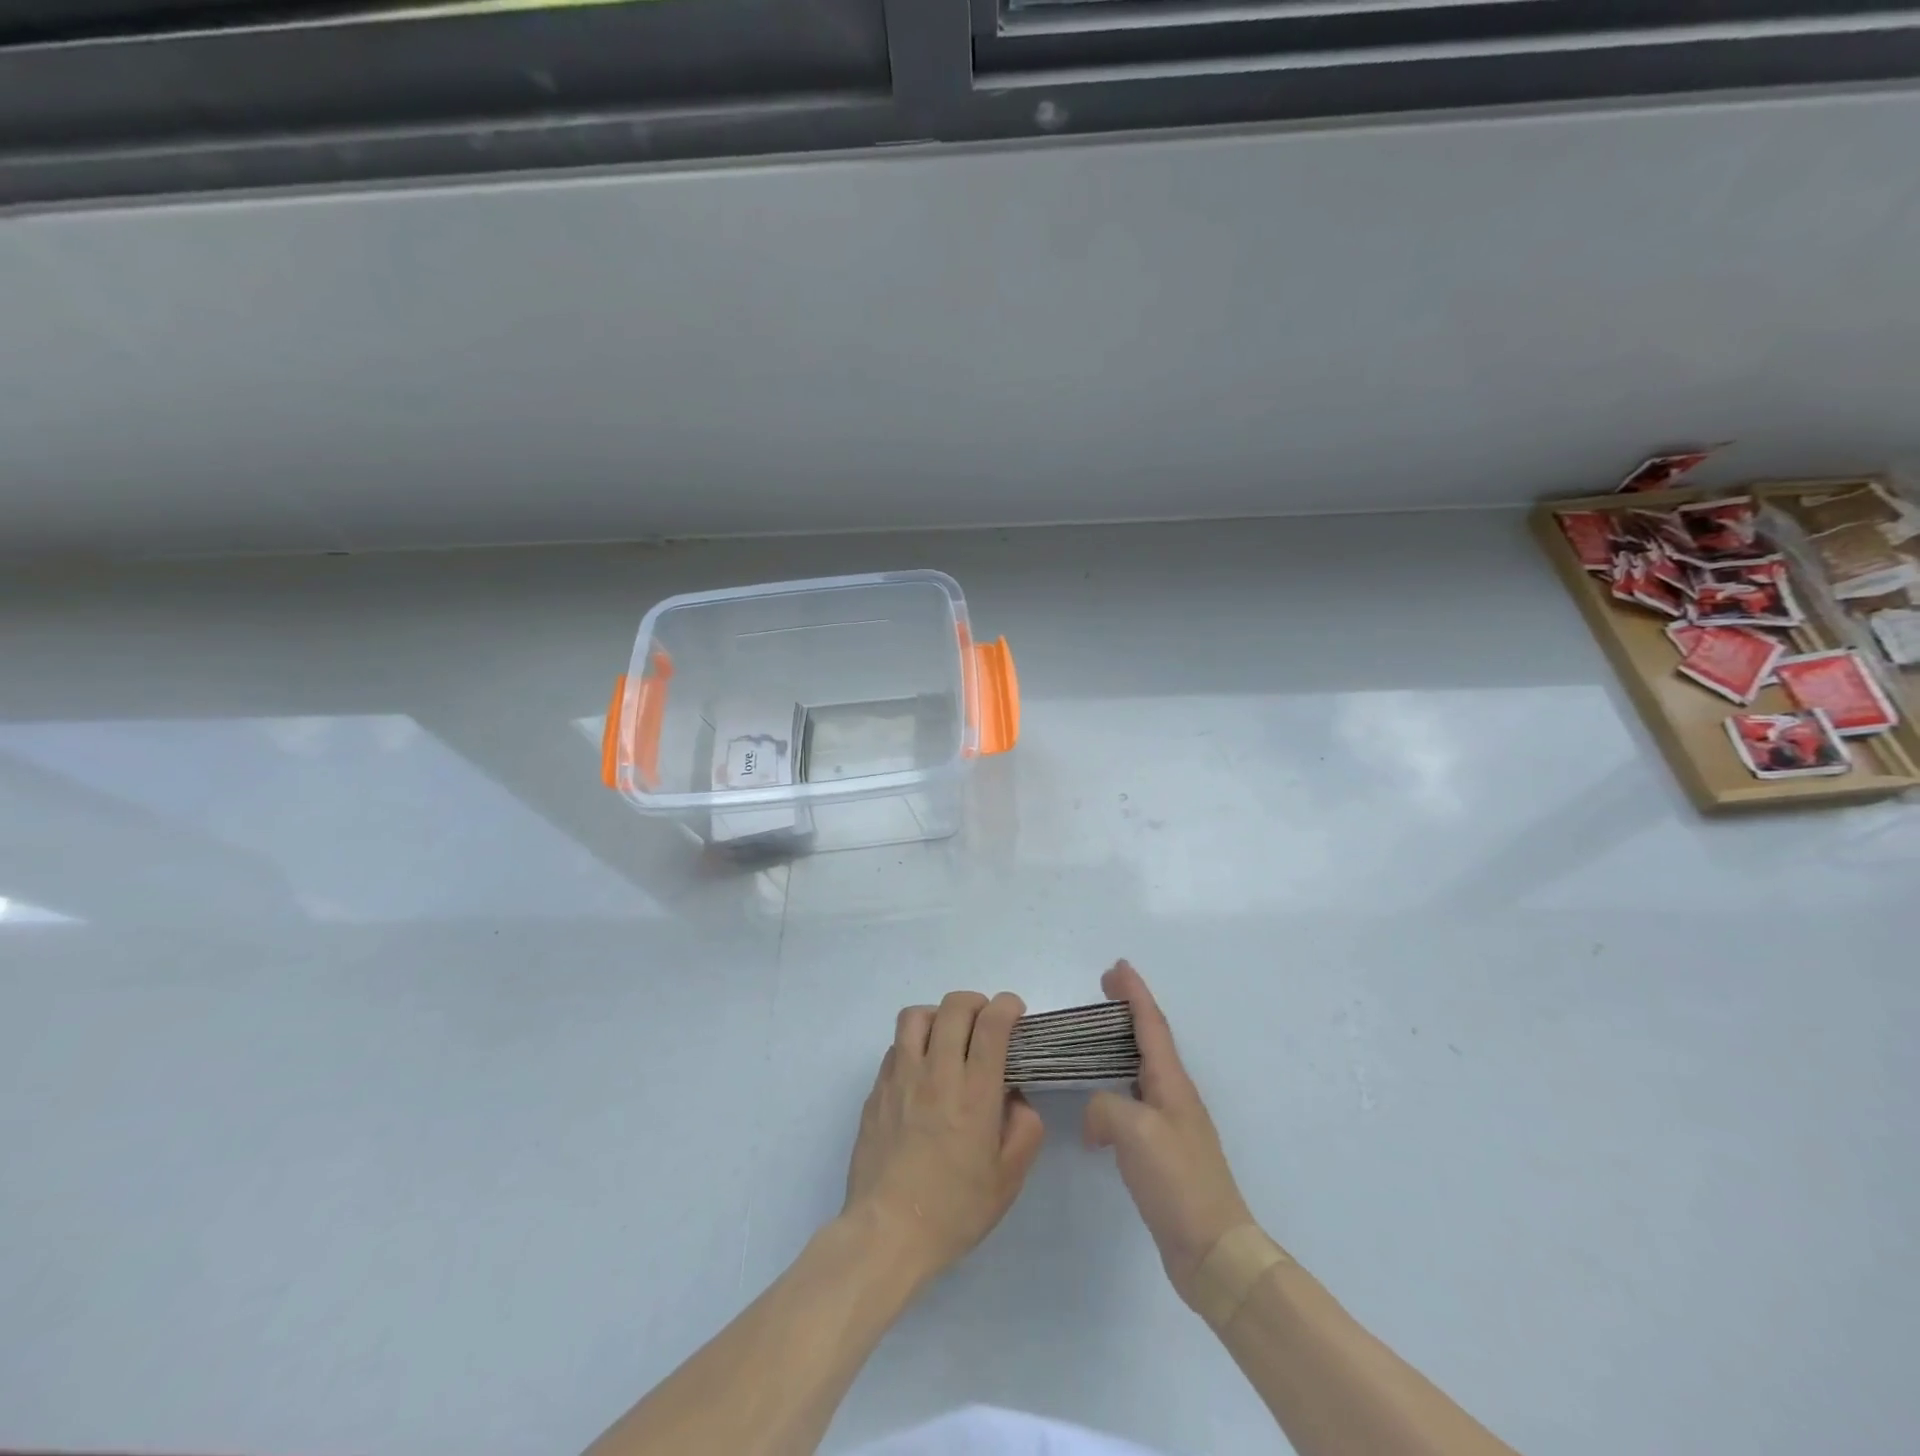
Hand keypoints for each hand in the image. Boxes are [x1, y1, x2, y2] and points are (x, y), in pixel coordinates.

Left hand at [844, 990, 1045, 1284]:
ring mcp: (901, 1077)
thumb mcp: (1008, 1179)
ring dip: (939, 1015)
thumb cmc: (953, 1210)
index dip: (1007, 1006)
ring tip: (949, 1035)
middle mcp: (937, 1073)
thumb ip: (1024, 1130)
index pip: (992, 1024)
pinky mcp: (876, 1090)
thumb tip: (1016, 1098)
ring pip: (916, 1015)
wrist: (887, 1232)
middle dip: (976, 1002)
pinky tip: (922, 1070)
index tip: (1015, 1011)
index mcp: (974, 1093)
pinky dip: (913, 1043)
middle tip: (986, 1021)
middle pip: (954, 1007)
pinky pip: (896, 1046)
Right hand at [1084, 961, 1257, 1306]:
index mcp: (1172, 1083)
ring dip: (1121, 1047)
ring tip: (1094, 1040)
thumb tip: (1096, 1118)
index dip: (1134, 992)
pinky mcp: (1162, 1153)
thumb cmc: (1178, 1181)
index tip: (1117, 966)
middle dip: (1128, 1011)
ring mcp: (1170, 1125)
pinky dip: (1114, 1090)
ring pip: (1141, 1070)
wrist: (1214, 1251)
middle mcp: (1174, 1095)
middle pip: (1149, 1040)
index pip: (1151, 1024)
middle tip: (1103, 990)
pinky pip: (1133, 1104)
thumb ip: (1106, 1107)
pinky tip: (1097, 1109)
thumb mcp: (1135, 1132)